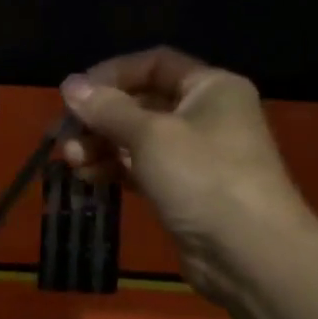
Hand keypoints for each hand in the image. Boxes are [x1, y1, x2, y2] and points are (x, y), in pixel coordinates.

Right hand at [61, 48, 308, 312]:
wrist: (250, 255)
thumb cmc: (203, 177)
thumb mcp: (150, 135)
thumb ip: (107, 108)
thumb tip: (70, 84)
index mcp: (210, 87)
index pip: (154, 64)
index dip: (113, 74)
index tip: (76, 94)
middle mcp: (206, 114)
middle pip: (142, 102)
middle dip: (101, 117)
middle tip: (67, 135)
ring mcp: (197, 155)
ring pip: (139, 138)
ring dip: (103, 145)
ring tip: (74, 161)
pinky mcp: (186, 190)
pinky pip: (144, 168)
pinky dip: (116, 169)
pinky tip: (89, 178)